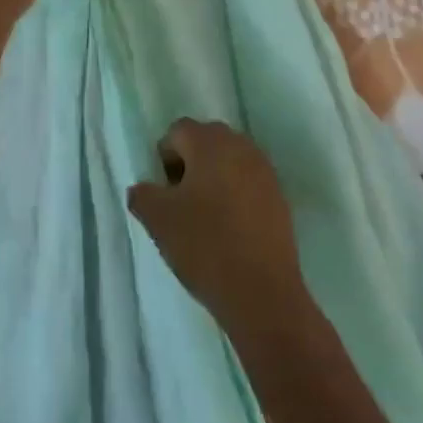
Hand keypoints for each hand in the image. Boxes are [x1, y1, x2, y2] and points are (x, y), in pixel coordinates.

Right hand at [127, 119, 307, 333]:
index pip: (178, 131)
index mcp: (210, 143)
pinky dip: (234, 195)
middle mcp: (241, 147)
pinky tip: (228, 228)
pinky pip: (248, 183)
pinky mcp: (280, 197)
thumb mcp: (157, 219)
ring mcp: (265, 171)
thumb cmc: (204, 245)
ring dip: (213, 178)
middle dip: (190, 163)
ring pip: (230, 161)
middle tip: (180, 200)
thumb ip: (142, 194)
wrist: (261, 291)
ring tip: (203, 216)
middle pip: (207, 141)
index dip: (165, 157)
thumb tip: (144, 189)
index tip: (163, 191)